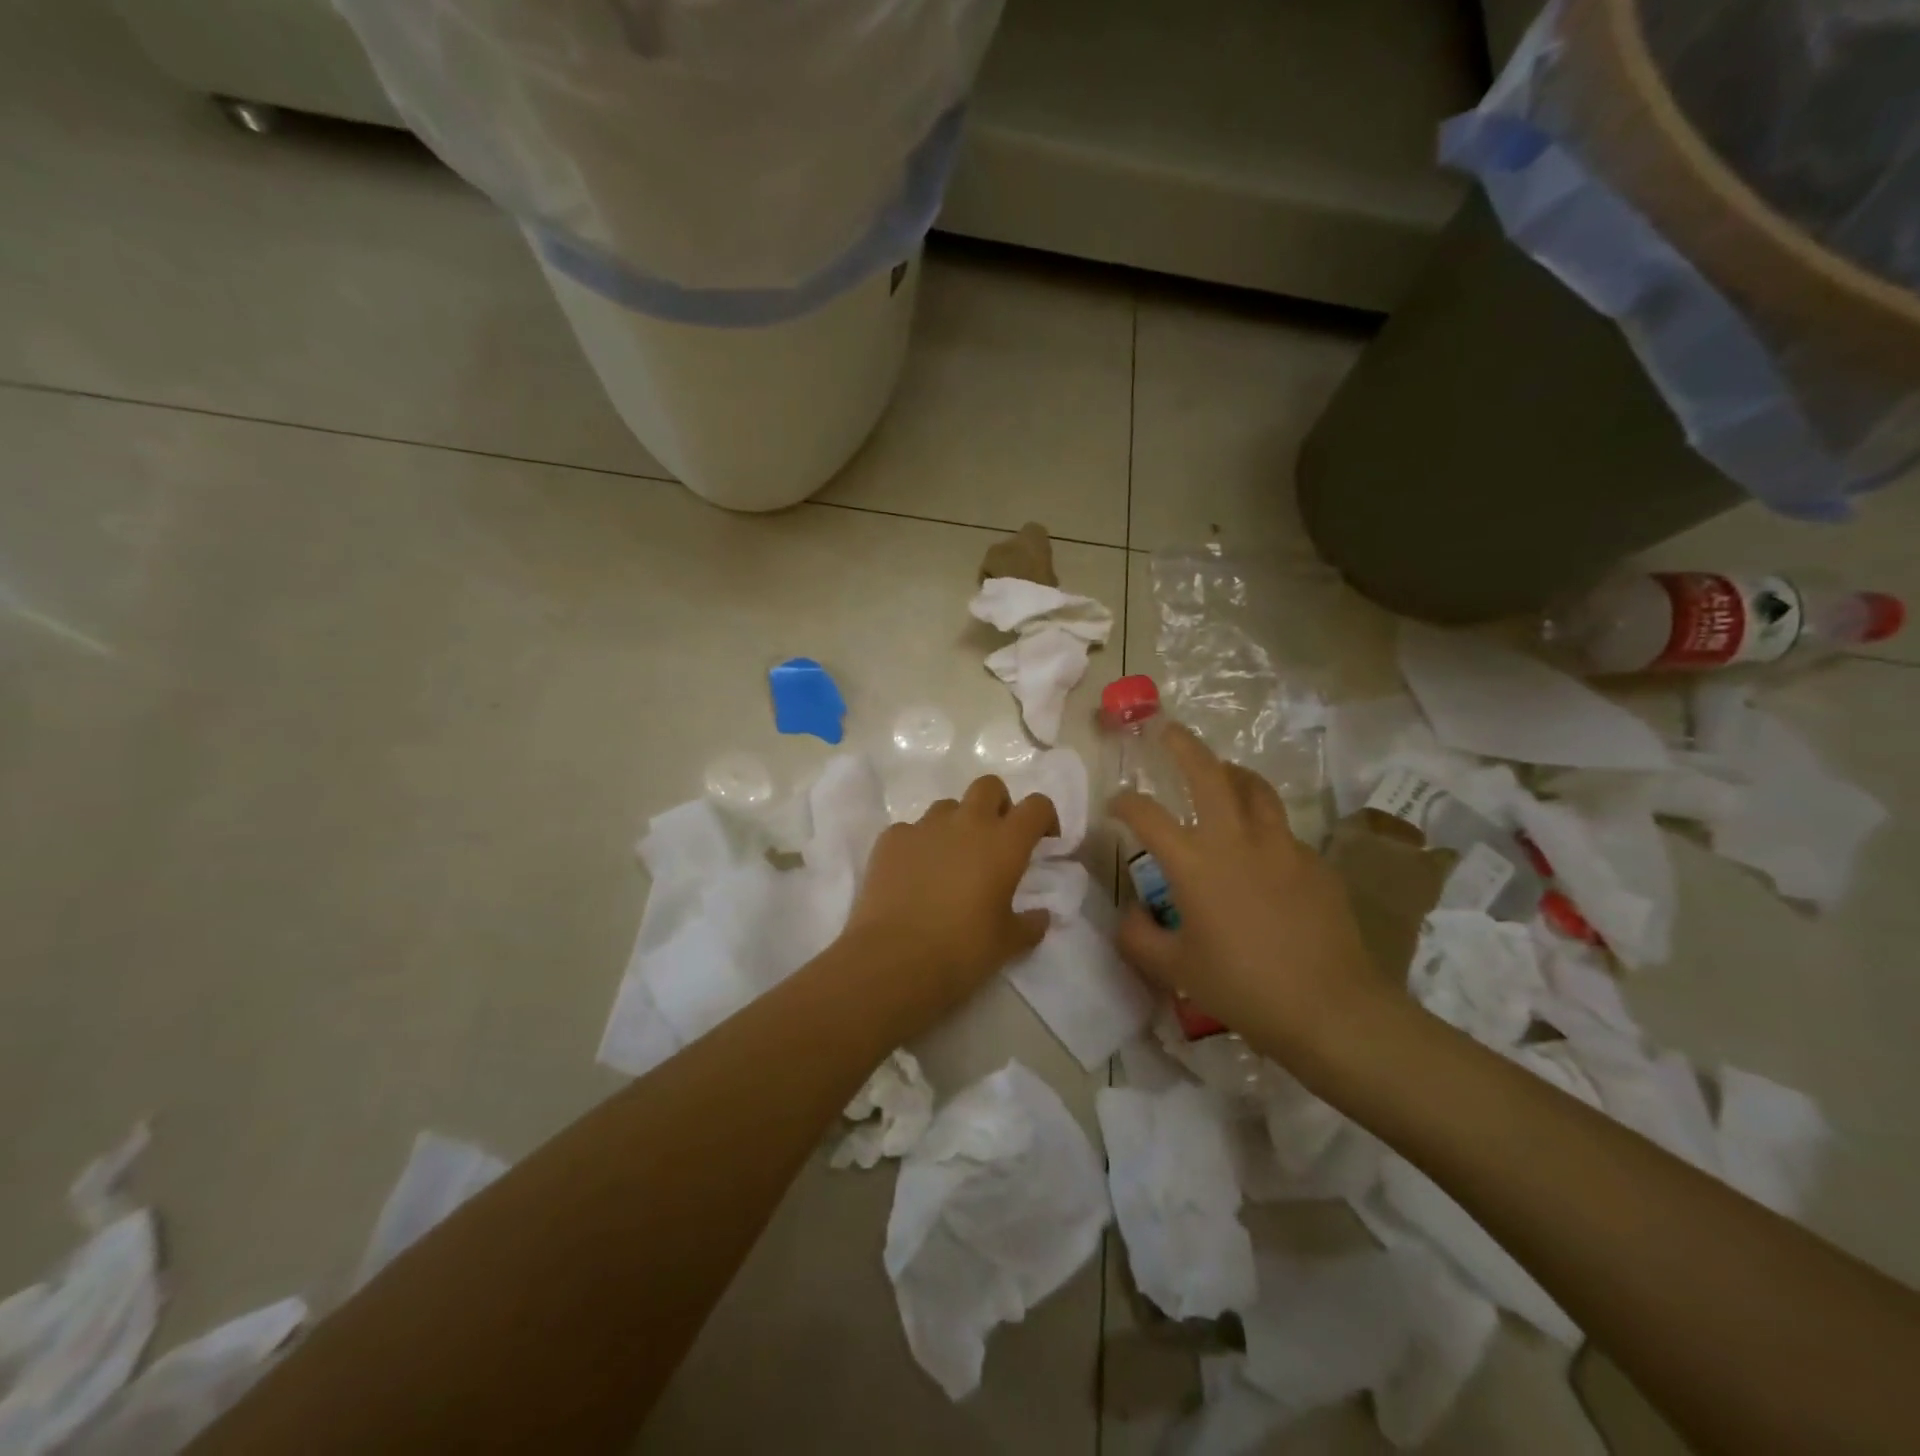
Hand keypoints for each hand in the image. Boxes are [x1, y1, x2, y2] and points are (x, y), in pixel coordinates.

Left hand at [844, 775, 1058, 1020]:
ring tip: (950, 861)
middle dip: (997, 805)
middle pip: (989, 787)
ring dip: (956, 825)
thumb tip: (1041, 916)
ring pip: (947, 807)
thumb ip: (1031, 924)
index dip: (1044, 817)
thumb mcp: (1008, 943)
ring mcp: (925, 826)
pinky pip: (911, 830)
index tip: (1042, 840)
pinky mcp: (891, 838)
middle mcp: (966, 823)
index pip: (1036, 806)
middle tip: (995, 840)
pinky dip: (918, 845)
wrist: (894, 959)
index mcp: (1004, 843)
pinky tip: (913, 876)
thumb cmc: (962, 951)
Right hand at [1111, 726, 1385, 1069]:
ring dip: (1231, 773)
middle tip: (1169, 731)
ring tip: (1221, 773)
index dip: (1125, 803)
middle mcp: (1236, 841)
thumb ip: (1140, 938)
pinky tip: (1261, 854)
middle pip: (1208, 774)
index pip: (1148, 815)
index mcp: (1195, 864)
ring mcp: (1282, 847)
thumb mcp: (1176, 970)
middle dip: (1184, 746)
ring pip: (1255, 788)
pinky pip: (1282, 831)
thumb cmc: (1243, 988)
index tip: (1116, 804)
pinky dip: (1262, 826)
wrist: (1330, 1009)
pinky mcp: (1314, 863)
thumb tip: (1129, 914)